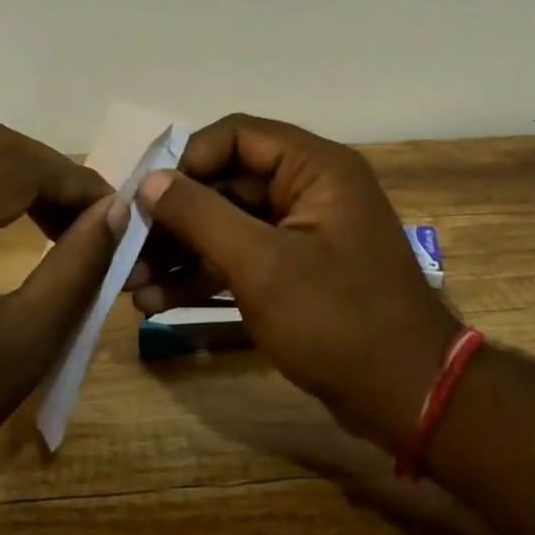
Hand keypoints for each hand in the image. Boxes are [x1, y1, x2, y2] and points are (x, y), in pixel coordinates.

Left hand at [0, 124, 124, 485]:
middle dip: (52, 172)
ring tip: (60, 224)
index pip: (22, 164)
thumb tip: (115, 211)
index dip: (79, 182)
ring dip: (20, 178)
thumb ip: (77, 268)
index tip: (118, 214)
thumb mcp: (23, 342)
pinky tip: (11, 231)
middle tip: (90, 217)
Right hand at [129, 114, 462, 451]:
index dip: (186, 159)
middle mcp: (309, 190)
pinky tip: (157, 302)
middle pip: (227, 183)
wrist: (408, 398)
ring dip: (181, 251)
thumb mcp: (262, 265)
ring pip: (228, 225)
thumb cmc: (338, 320)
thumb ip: (201, 216)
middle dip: (175, 217)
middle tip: (126, 246)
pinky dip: (203, 277)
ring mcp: (301, 233)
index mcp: (315, 168)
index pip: (237, 136)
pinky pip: (241, 259)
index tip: (142, 194)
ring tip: (132, 283)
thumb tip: (150, 180)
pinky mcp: (295, 272)